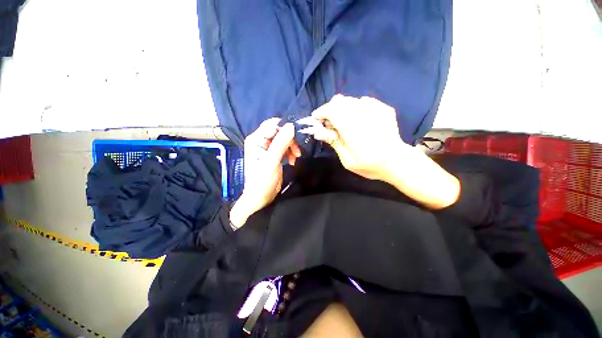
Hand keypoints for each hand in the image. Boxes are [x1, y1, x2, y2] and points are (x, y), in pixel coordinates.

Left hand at [230, 118, 300, 228]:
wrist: (261, 197)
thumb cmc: (262, 180)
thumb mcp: (271, 161)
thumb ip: (281, 143)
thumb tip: (291, 125)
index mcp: (255, 139)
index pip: (272, 125)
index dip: (285, 129)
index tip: (296, 137)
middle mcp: (260, 141)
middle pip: (279, 132)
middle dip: (290, 140)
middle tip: (297, 151)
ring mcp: (267, 148)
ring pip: (284, 139)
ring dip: (291, 147)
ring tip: (296, 157)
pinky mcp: (274, 154)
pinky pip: (285, 147)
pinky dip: (290, 152)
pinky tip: (293, 160)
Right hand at [304, 95, 408, 181]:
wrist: (397, 161)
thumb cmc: (370, 165)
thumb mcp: (347, 160)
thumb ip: (334, 142)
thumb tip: (318, 131)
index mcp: (352, 128)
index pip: (331, 110)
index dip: (321, 112)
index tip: (316, 118)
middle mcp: (362, 114)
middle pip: (339, 101)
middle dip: (330, 109)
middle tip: (329, 123)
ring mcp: (375, 109)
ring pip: (351, 100)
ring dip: (342, 109)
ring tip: (343, 122)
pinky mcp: (383, 108)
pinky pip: (364, 101)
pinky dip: (356, 108)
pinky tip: (359, 119)